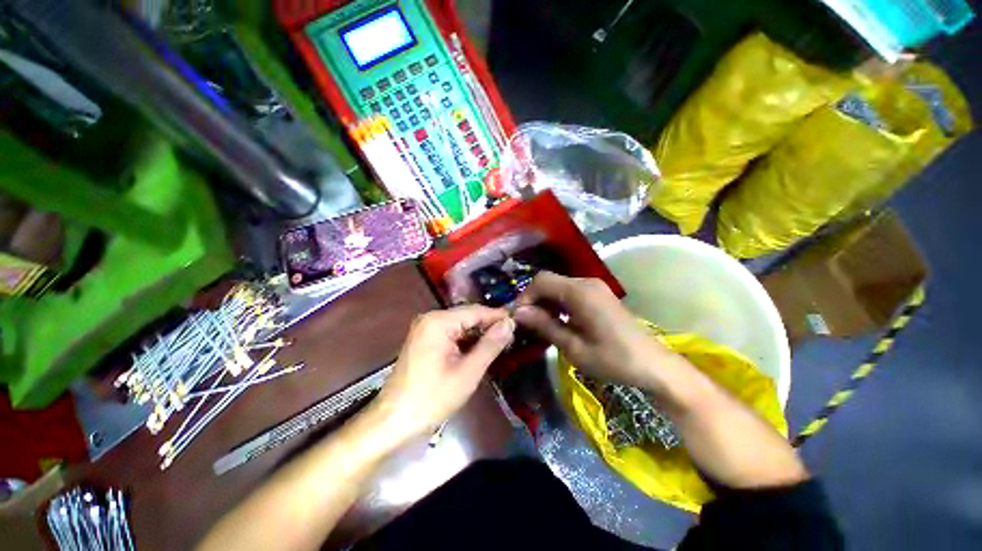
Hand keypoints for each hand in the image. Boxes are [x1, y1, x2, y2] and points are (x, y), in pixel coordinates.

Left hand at [371, 305, 515, 441]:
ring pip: (459, 324)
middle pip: (467, 316)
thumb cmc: (432, 398)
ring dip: (477, 334)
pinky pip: (450, 333)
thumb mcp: (468, 372)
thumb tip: (509, 323)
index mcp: (438, 322)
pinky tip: (478, 349)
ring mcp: (424, 328)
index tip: (518, 322)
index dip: (498, 316)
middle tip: (511, 336)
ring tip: (499, 343)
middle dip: (488, 326)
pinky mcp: (423, 339)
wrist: (393, 421)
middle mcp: (430, 318)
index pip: (476, 311)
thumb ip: (490, 345)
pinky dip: (465, 340)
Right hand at [514, 271, 677, 390]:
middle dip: (534, 300)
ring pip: (559, 286)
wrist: (655, 366)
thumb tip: (519, 312)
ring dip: (546, 302)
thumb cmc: (613, 360)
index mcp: (579, 292)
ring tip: (540, 325)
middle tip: (527, 324)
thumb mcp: (573, 347)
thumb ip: (545, 325)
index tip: (518, 318)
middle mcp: (586, 283)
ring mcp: (595, 287)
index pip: (541, 281)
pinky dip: (559, 303)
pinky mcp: (599, 295)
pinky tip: (559, 322)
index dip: (525, 297)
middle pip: (549, 281)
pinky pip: (571, 292)